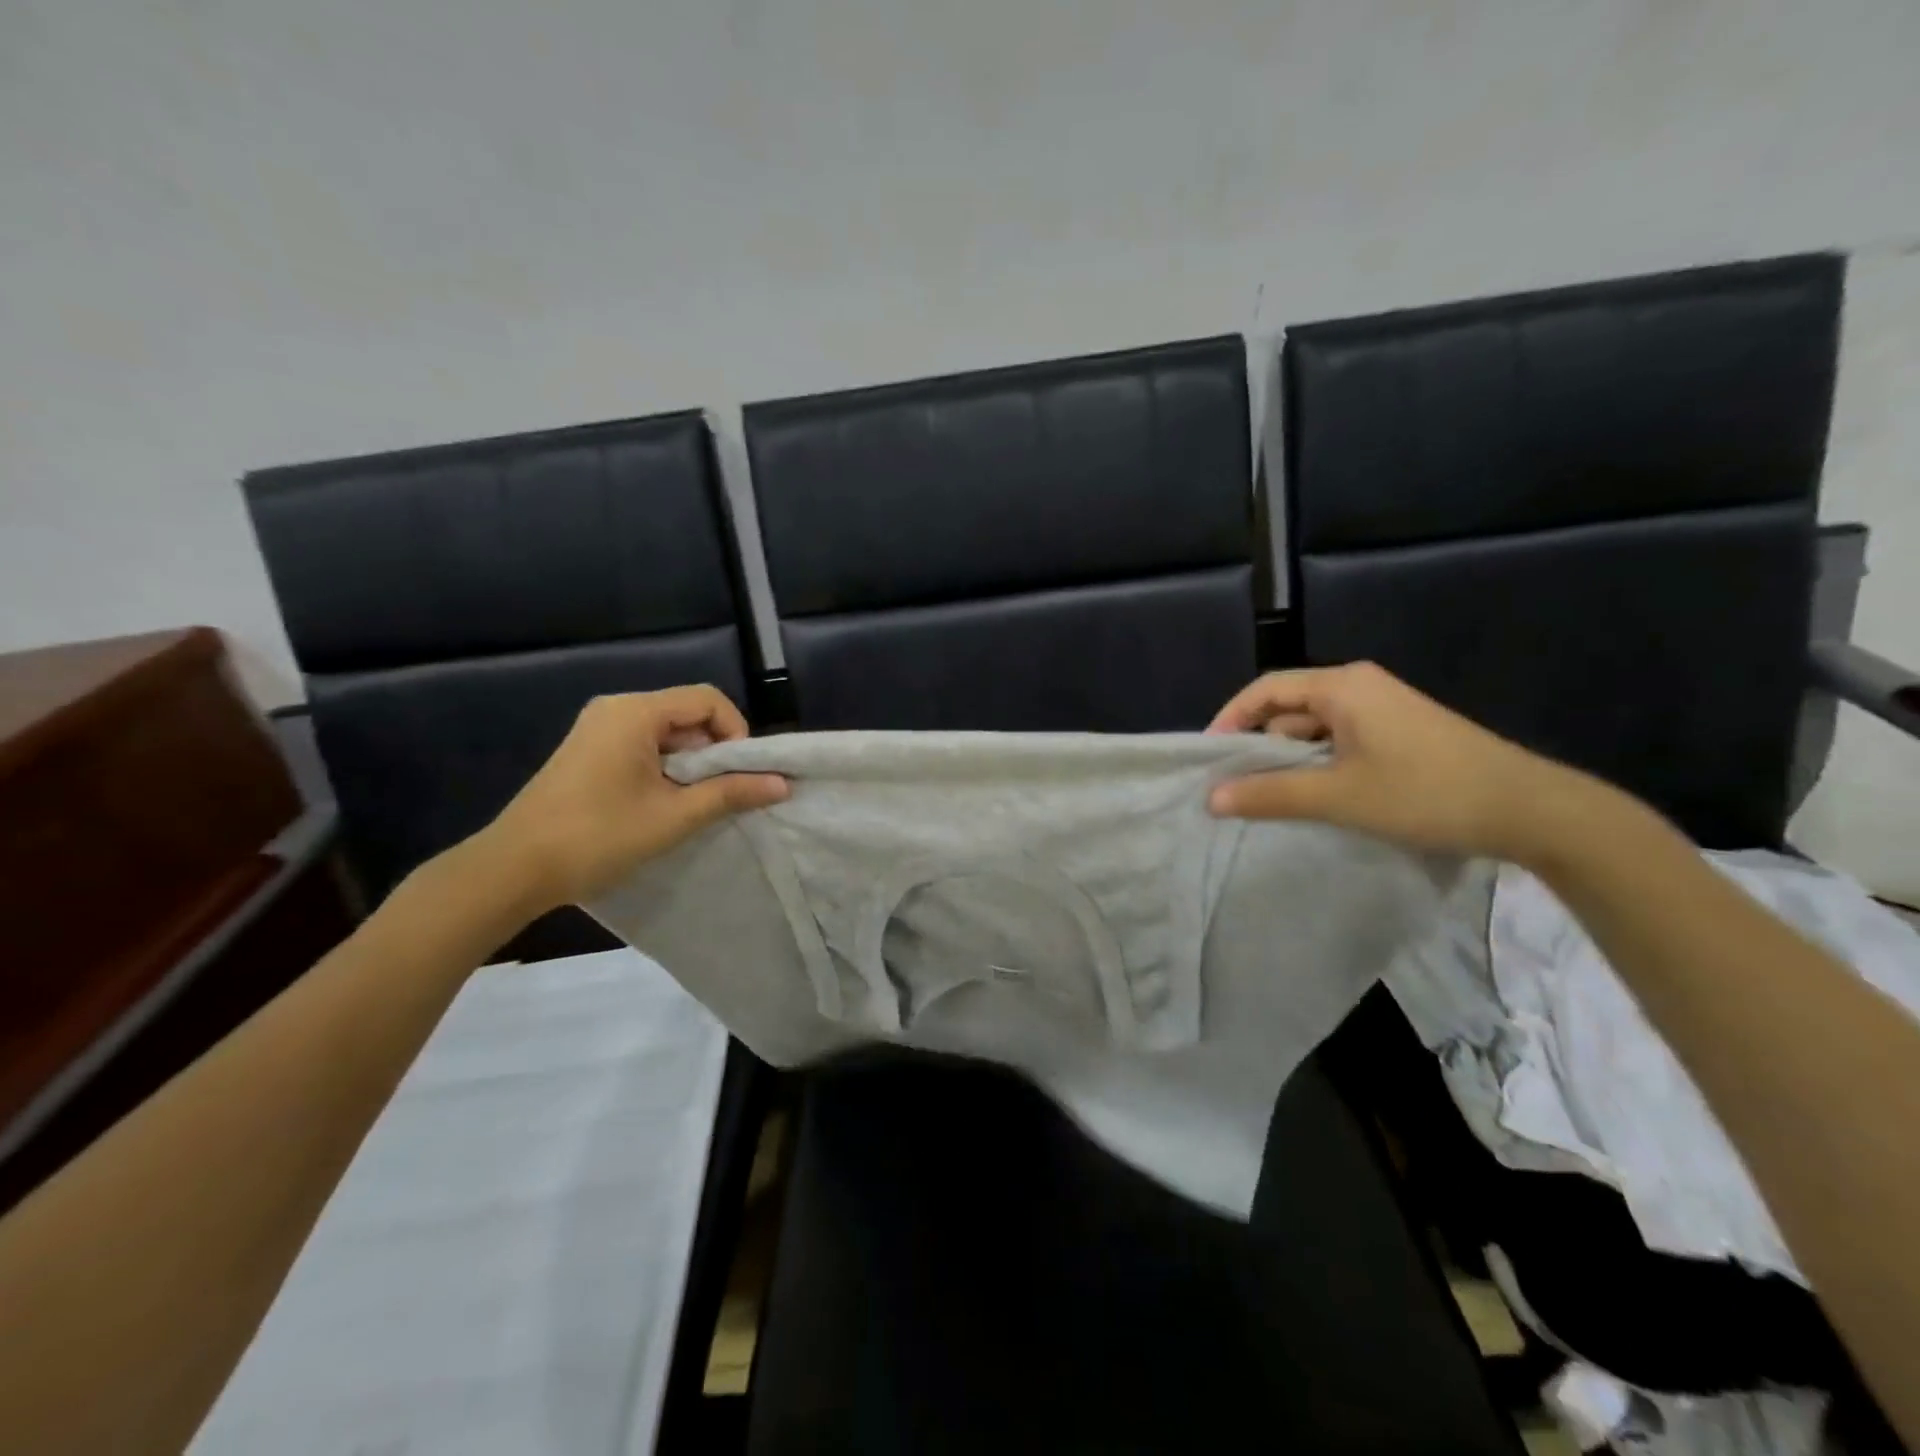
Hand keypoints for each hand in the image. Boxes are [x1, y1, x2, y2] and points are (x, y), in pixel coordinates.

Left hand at [477, 685, 787, 912]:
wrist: (513, 869)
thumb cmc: (598, 836)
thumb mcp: (674, 816)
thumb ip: (731, 793)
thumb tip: (782, 784)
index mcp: (635, 712)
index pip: (707, 700)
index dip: (736, 732)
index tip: (741, 773)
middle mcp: (616, 708)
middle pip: (687, 712)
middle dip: (715, 749)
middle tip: (724, 791)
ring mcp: (597, 728)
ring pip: (667, 731)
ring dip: (691, 761)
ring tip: (696, 801)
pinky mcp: (588, 750)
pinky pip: (643, 743)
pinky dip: (665, 766)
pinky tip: (664, 801)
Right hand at [1204, 662, 1599, 862]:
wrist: (1530, 810)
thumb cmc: (1426, 793)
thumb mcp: (1339, 797)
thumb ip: (1270, 795)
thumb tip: (1210, 799)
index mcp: (1343, 686)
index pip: (1265, 690)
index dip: (1230, 719)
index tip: (1209, 757)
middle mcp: (1360, 687)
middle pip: (1288, 707)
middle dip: (1259, 744)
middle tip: (1234, 784)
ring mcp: (1384, 710)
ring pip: (1316, 728)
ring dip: (1291, 759)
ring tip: (1269, 796)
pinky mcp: (1401, 733)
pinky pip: (1341, 740)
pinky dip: (1320, 764)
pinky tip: (1316, 797)